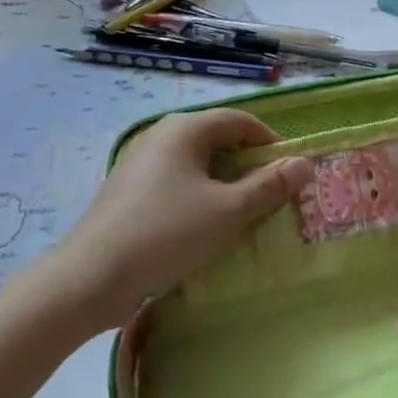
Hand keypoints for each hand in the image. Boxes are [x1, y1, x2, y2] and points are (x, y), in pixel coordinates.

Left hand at [58, 109, 311, 330]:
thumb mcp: (229, 210)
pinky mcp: (128, 192)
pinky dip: (198, 196)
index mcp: (185, 128)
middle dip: (248, 164)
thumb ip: (269, 186)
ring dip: (224, 183)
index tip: (290, 171)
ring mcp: (140, 163)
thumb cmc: (168, 233)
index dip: (270, 142)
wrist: (92, 277)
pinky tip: (204, 226)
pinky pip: (175, 183)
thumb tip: (304, 163)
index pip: (240, 120)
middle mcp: (160, 136)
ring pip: (196, 163)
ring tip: (242, 213)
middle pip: (217, 139)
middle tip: (271, 195)